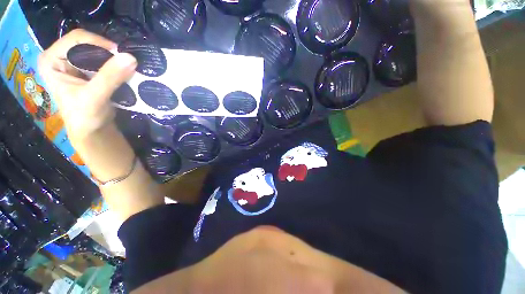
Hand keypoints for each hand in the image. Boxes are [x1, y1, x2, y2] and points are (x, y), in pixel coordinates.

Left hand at [38, 29, 136, 146]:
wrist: (92, 130)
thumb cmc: (85, 117)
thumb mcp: (95, 97)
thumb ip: (110, 77)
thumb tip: (130, 58)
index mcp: (51, 60)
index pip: (76, 39)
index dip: (100, 43)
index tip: (120, 55)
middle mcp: (60, 57)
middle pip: (88, 44)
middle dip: (108, 53)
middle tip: (125, 63)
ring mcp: (73, 64)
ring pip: (97, 52)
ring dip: (113, 60)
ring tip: (126, 69)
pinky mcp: (86, 71)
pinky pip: (103, 61)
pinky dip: (115, 66)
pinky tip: (123, 73)